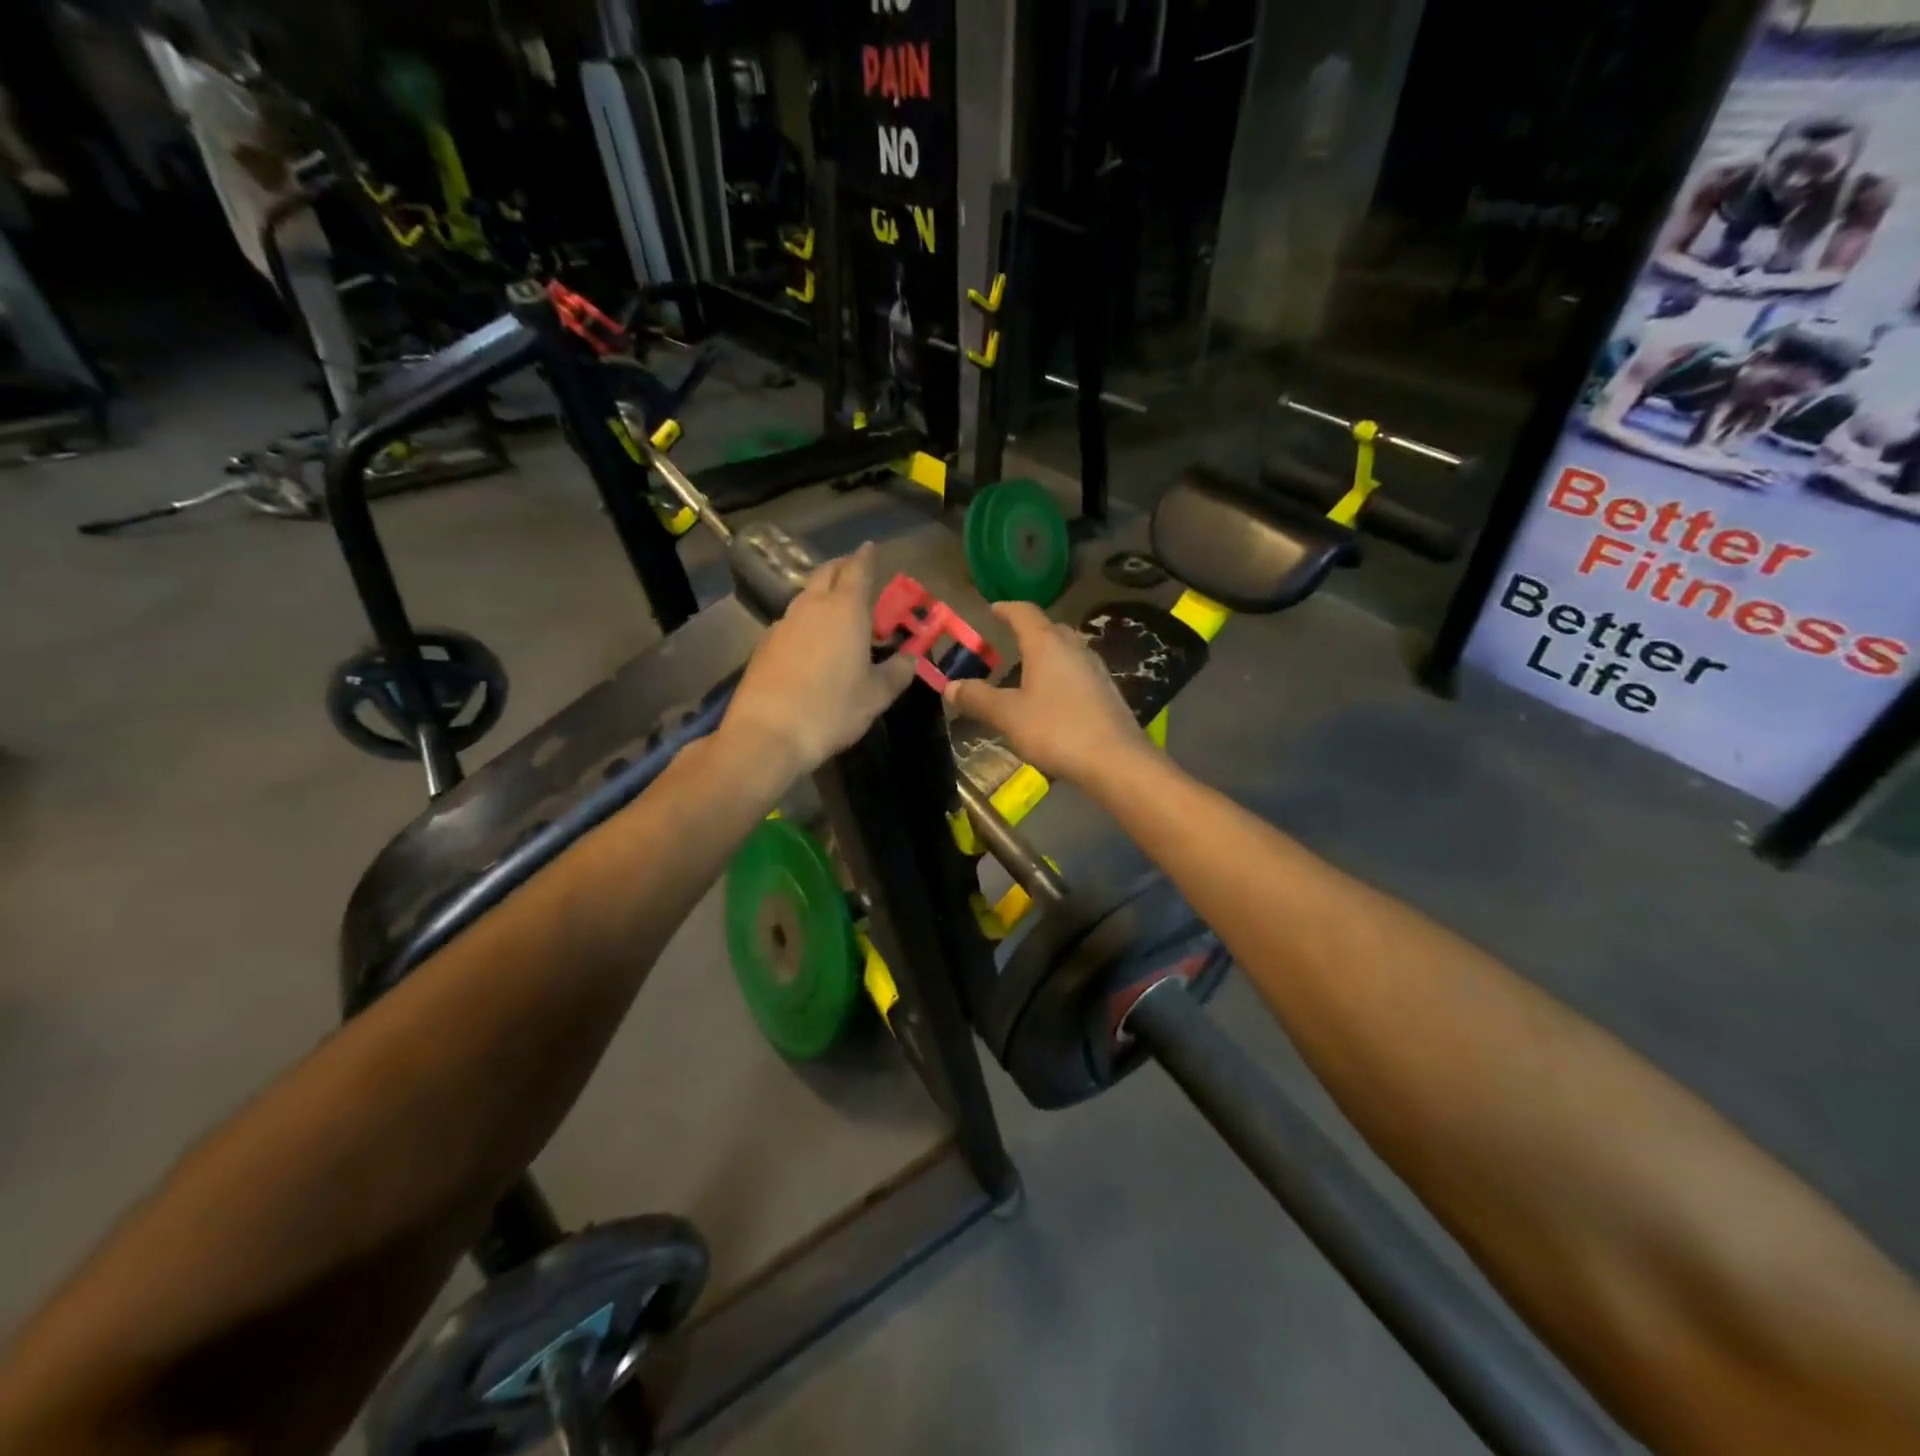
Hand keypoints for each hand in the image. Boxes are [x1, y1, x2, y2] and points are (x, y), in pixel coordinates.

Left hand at [719, 542, 915, 777]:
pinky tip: (812, 641)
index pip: (858, 570)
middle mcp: (812, 607)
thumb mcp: (876, 696)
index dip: (867, 557)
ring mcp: (784, 624)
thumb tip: (911, 658)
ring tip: (838, 610)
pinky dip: (807, 619)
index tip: (871, 547)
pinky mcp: (765, 644)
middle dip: (842, 568)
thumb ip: (897, 672)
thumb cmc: (832, 710)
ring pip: (806, 595)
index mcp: (845, 611)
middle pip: (826, 573)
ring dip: (823, 594)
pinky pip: (792, 620)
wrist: (767, 734)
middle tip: (856, 573)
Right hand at [943, 601, 1145, 785]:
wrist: (1116, 761)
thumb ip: (978, 698)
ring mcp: (1096, 669)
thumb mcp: (1008, 716)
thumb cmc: (1057, 730)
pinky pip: (1079, 673)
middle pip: (1050, 629)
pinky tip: (1054, 699)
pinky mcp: (1108, 692)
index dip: (1006, 609)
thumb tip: (950, 685)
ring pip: (1068, 651)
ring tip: (1029, 671)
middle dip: (1028, 631)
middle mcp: (1074, 648)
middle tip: (1008, 642)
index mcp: (1047, 644)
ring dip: (1047, 655)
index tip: (993, 609)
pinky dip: (1062, 676)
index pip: (1025, 613)